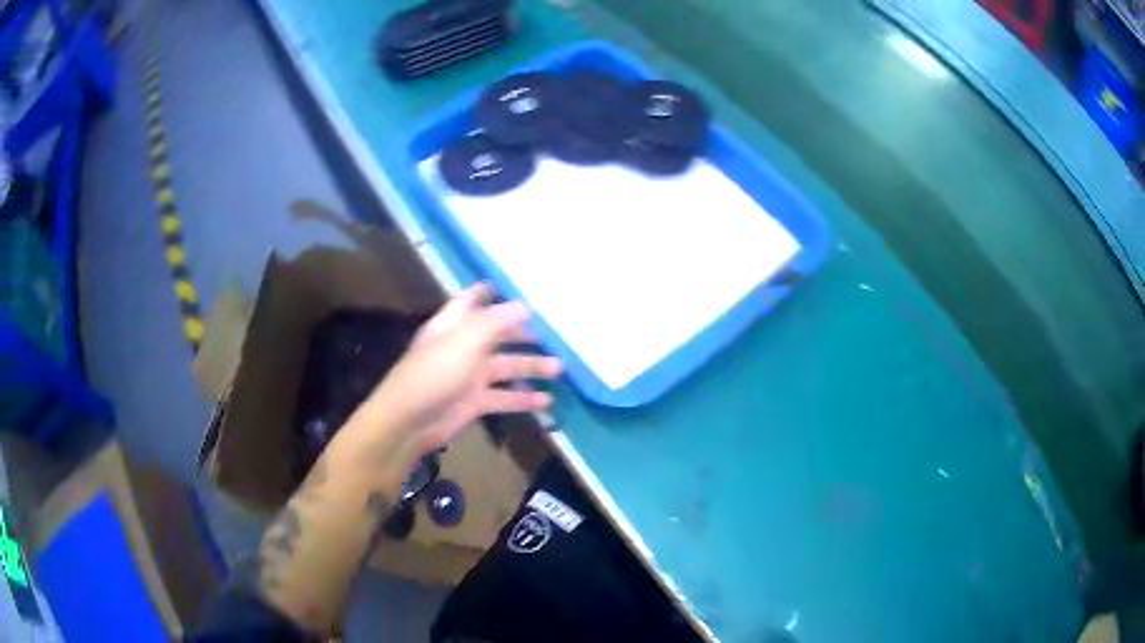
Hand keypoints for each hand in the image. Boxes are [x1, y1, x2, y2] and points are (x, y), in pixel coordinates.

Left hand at [362, 283, 561, 455]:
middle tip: (552, 332)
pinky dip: (524, 398)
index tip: (516, 287)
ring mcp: (468, 376)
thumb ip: (496, 321)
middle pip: (495, 334)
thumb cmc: (435, 373)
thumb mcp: (466, 340)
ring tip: (560, 368)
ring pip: (505, 366)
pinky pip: (504, 396)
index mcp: (453, 325)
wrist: (410, 421)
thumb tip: (524, 305)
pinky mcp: (474, 403)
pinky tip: (547, 402)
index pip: (471, 301)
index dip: (489, 292)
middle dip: (521, 332)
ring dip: (531, 366)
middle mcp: (461, 347)